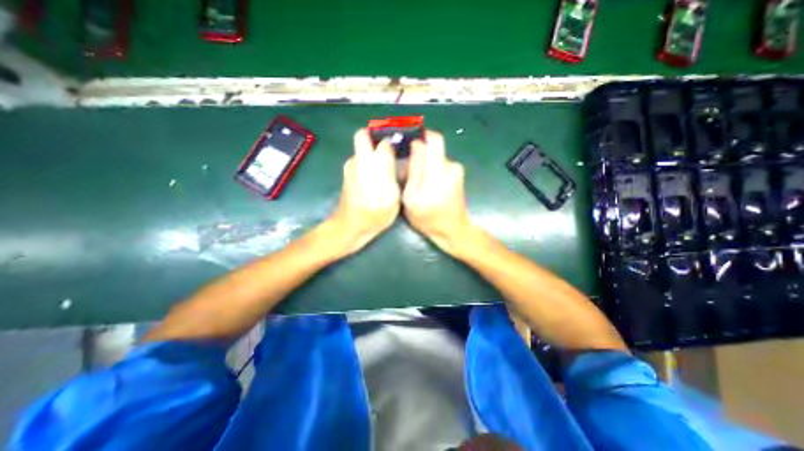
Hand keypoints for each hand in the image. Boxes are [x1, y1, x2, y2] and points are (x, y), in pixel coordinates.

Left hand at [327, 128, 400, 253]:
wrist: (350, 227)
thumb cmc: (374, 214)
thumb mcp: (391, 196)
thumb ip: (390, 171)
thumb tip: (390, 151)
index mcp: (371, 164)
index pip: (383, 141)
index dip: (394, 143)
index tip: (401, 149)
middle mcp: (357, 160)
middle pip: (364, 135)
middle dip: (377, 138)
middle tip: (391, 151)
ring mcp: (350, 166)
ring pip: (361, 148)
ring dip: (373, 152)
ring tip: (386, 167)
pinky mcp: (347, 173)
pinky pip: (360, 159)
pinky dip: (368, 162)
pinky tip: (376, 177)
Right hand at [400, 131, 471, 255]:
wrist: (454, 231)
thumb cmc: (429, 219)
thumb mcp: (412, 198)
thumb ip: (414, 171)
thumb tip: (416, 147)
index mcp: (439, 171)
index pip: (434, 139)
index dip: (421, 134)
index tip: (408, 141)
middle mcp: (451, 166)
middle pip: (432, 148)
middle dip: (418, 156)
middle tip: (407, 172)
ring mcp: (456, 170)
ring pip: (435, 158)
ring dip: (424, 166)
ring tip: (416, 184)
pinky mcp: (457, 175)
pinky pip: (440, 165)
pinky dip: (431, 172)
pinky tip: (426, 187)